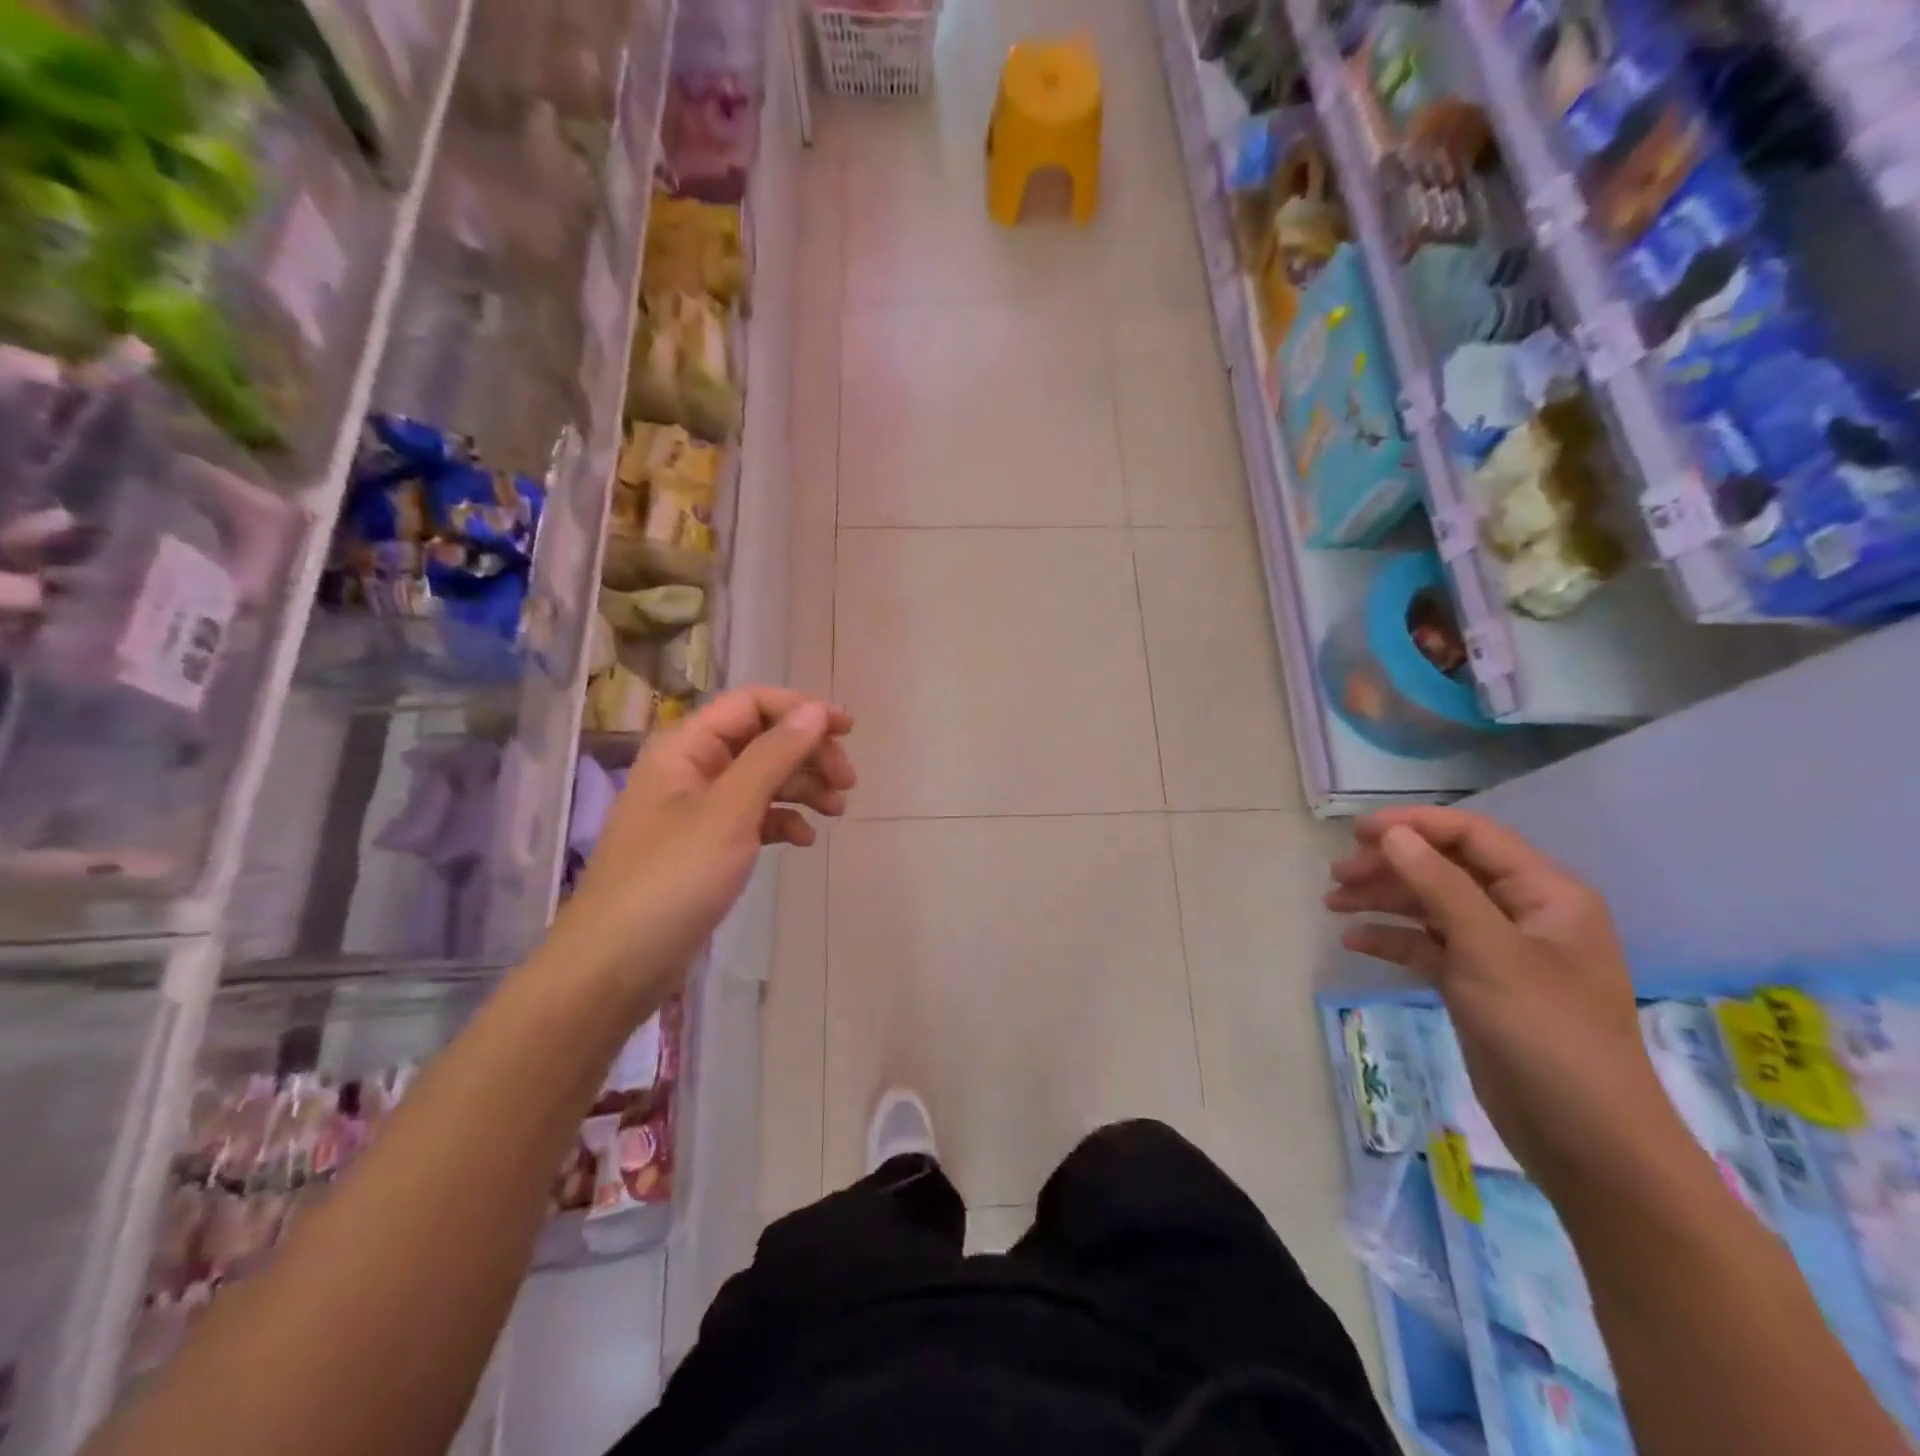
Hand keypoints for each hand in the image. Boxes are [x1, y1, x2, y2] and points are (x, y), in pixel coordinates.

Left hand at [552, 687, 854, 997]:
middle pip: (761, 740)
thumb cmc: (673, 878)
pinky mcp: (707, 846)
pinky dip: (784, 821)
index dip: (800, 709)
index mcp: (686, 747)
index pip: (750, 704)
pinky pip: (755, 817)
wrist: (617, 964)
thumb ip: (774, 755)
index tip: (847, 730)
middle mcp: (691, 769)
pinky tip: (806, 840)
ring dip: (803, 787)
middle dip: (807, 753)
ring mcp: (698, 809)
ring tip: (838, 810)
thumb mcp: (730, 810)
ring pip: (762, 779)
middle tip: (847, 781)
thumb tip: (815, 710)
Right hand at [1326, 807, 1669, 1189]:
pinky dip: (1392, 940)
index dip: (1414, 826)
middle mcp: (1523, 914)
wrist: (1586, 1139)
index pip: (1473, 837)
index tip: (1357, 832)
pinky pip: (1428, 946)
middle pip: (1445, 869)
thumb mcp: (1490, 951)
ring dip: (1383, 900)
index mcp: (1545, 894)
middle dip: (1390, 866)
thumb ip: (1439, 886)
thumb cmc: (1547, 1032)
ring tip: (1333, 904)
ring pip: (1431, 906)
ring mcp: (1499, 951)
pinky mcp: (1477, 985)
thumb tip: (1392, 834)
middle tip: (1336, 875)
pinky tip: (1355, 942)